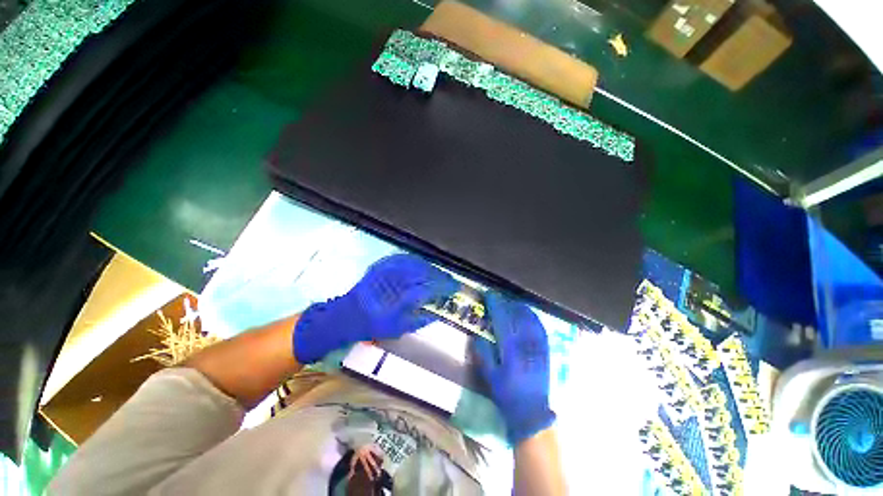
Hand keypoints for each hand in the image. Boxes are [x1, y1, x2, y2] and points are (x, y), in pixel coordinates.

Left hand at [293, 253, 457, 363]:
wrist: (345, 315)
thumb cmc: (372, 326)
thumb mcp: (398, 329)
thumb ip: (419, 321)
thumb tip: (436, 314)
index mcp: (402, 299)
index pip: (431, 288)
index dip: (445, 287)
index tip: (455, 287)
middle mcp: (397, 282)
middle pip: (426, 273)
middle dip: (441, 276)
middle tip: (449, 280)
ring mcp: (389, 271)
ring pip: (416, 264)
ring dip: (430, 267)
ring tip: (438, 273)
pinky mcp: (381, 266)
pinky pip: (402, 258)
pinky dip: (415, 261)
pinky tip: (420, 264)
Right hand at [473, 292, 554, 445]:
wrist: (532, 412)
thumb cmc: (507, 394)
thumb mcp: (490, 376)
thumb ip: (483, 354)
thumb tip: (477, 335)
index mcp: (510, 349)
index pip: (502, 319)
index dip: (495, 305)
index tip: (489, 295)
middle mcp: (526, 344)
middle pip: (516, 316)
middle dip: (507, 303)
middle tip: (498, 297)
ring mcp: (538, 347)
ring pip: (530, 320)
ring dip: (521, 308)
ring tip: (513, 301)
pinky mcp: (546, 352)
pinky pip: (541, 329)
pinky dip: (534, 318)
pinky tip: (530, 314)